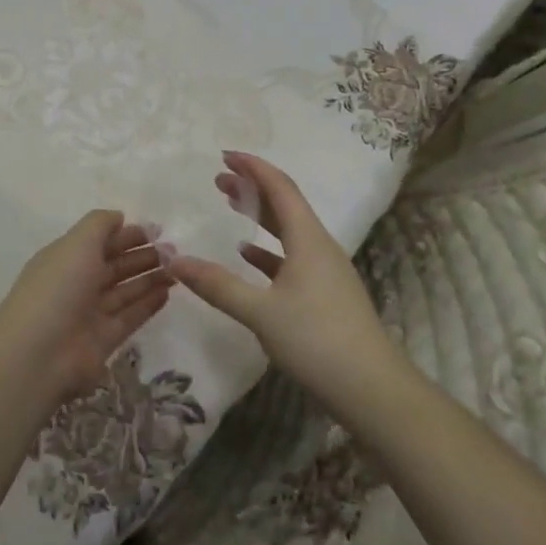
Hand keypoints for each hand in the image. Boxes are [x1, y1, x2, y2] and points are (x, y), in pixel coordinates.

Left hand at [0, 211, 172, 407]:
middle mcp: (77, 283)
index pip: (100, 241)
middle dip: (142, 255)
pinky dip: (148, 304)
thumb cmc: (58, 288)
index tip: (157, 230)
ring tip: (178, 268)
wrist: (39, 354)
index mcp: (66, 258)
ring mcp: (90, 313)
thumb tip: (119, 217)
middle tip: (174, 250)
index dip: (126, 234)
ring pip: (125, 291)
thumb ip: (100, 224)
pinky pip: (130, 317)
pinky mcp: (104, 340)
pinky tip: (168, 292)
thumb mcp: (77, 243)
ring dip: (150, 278)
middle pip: (114, 265)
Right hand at [169, 152, 397, 409]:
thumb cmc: (316, 341)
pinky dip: (268, 250)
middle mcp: (319, 245)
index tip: (224, 155)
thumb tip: (173, 261)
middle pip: (284, 204)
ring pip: (288, 230)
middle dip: (252, 187)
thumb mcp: (260, 312)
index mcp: (308, 238)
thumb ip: (217, 285)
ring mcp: (326, 270)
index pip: (280, 187)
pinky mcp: (326, 293)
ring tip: (231, 205)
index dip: (253, 167)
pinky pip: (292, 256)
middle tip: (219, 179)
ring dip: (260, 215)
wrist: (372, 388)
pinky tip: (248, 256)